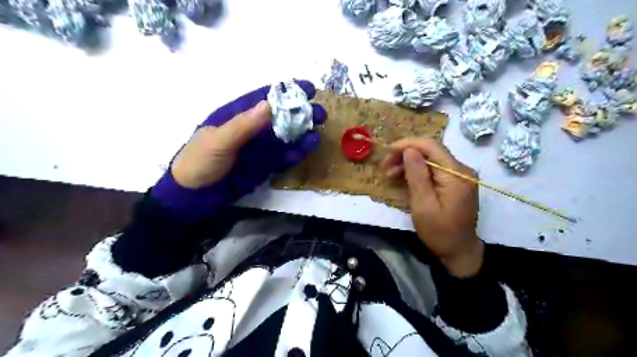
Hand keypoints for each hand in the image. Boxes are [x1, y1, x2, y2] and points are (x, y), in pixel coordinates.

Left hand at [151, 81, 324, 220]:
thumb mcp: (219, 141)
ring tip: (317, 132)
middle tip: (319, 113)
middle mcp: (251, 129)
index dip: (285, 92)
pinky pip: (283, 157)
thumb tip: (269, 104)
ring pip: (285, 138)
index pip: (264, 98)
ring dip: (301, 134)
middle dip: (299, 113)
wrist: (194, 196)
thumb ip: (243, 125)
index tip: (308, 88)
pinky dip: (295, 153)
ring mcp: (259, 148)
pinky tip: (306, 150)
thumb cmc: (200, 162)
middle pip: (280, 117)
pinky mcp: (264, 165)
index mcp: (237, 116)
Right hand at [383, 138, 482, 277]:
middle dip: (405, 154)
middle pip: (431, 151)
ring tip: (390, 174)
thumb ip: (417, 176)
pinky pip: (434, 169)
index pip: (431, 146)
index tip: (387, 151)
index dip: (407, 144)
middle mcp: (462, 169)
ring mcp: (460, 175)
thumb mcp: (423, 205)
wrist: (459, 252)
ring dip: (409, 163)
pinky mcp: (455, 182)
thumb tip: (409, 150)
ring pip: (431, 159)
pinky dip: (417, 171)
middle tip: (385, 167)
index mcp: (456, 174)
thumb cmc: (439, 232)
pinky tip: (404, 179)